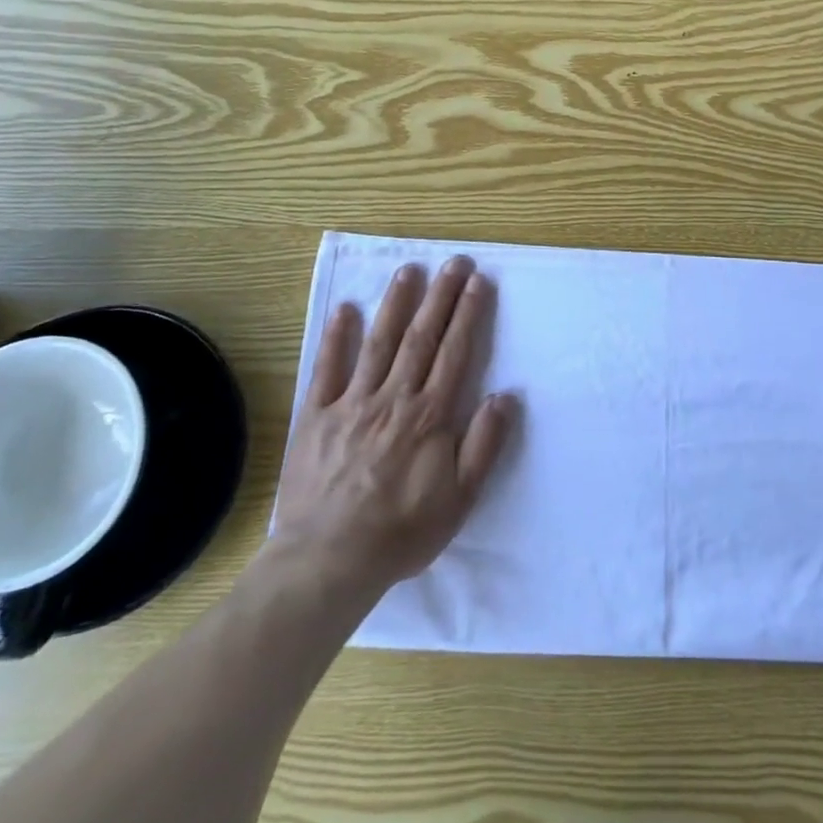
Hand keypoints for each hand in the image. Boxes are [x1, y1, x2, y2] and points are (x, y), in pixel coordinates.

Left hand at [264, 256, 517, 602]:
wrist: (328, 561)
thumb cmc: (402, 531)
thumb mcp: (460, 499)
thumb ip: (484, 444)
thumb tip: (505, 395)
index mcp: (429, 415)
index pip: (454, 353)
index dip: (468, 314)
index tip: (478, 281)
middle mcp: (393, 398)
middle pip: (421, 338)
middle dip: (440, 296)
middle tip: (453, 261)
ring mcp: (352, 403)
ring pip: (378, 343)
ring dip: (396, 304)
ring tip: (408, 271)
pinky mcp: (316, 416)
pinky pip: (327, 369)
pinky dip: (336, 337)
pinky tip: (345, 308)